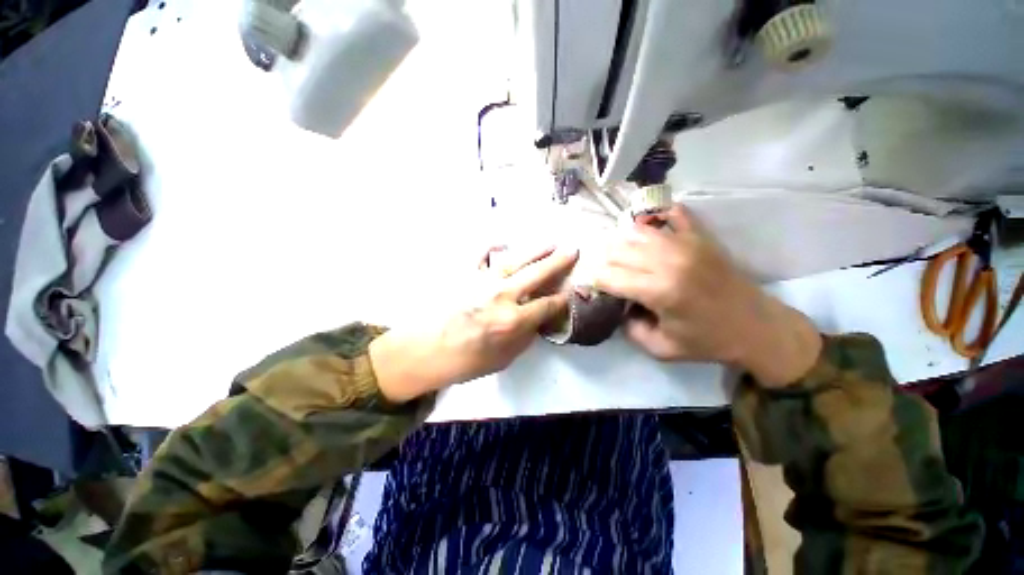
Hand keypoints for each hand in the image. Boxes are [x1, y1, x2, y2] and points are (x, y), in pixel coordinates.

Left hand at [370, 246, 577, 401]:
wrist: (425, 351)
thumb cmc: (465, 362)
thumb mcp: (503, 360)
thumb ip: (524, 338)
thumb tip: (535, 321)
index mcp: (514, 320)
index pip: (547, 305)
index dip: (562, 299)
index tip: (570, 292)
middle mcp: (502, 295)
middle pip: (537, 274)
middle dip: (558, 262)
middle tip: (572, 250)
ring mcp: (482, 281)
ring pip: (515, 260)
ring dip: (535, 251)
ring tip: (549, 243)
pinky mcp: (464, 274)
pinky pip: (481, 255)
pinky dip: (492, 247)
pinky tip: (501, 243)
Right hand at [594, 206, 820, 387]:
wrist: (756, 327)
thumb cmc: (707, 341)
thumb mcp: (660, 349)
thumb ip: (629, 328)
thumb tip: (616, 305)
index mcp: (659, 292)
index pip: (608, 276)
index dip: (595, 281)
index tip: (596, 287)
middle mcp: (668, 262)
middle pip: (618, 250)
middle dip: (606, 263)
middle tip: (610, 275)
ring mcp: (686, 244)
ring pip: (637, 231)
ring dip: (624, 244)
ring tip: (625, 257)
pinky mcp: (700, 236)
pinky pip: (672, 214)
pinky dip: (657, 218)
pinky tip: (650, 231)